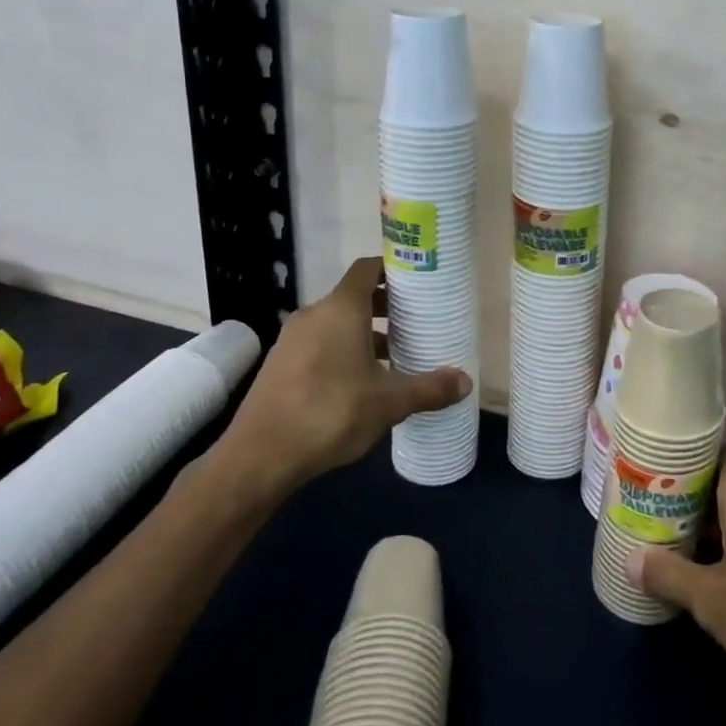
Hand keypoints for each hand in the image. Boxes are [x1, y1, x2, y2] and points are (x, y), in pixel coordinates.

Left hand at [214, 257, 469, 487]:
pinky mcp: (281, 364)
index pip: (367, 269)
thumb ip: (429, 389)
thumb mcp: (389, 403)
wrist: (260, 456)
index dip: (393, 268)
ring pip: (337, 322)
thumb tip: (465, 382)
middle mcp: (314, 314)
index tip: (419, 279)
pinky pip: (320, 343)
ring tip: (396, 354)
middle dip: (386, 305)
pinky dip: (344, 349)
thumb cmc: (331, 413)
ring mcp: (292, 339)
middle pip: (355, 296)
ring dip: (366, 332)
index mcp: (341, 309)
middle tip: (417, 319)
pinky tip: (363, 381)